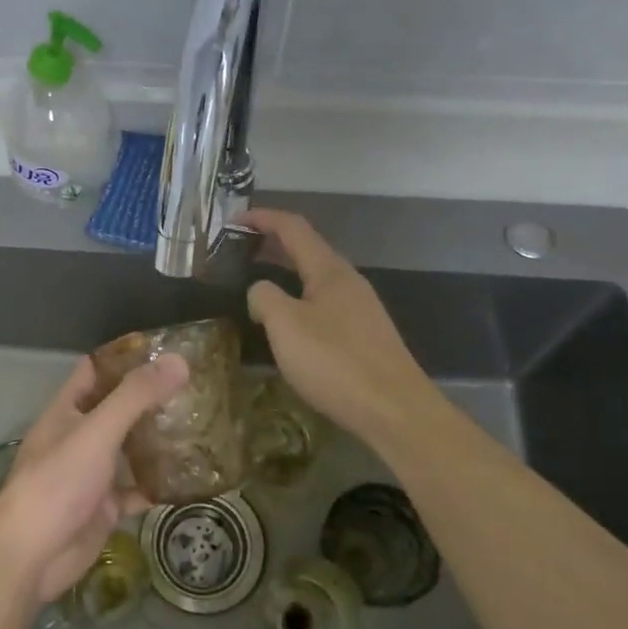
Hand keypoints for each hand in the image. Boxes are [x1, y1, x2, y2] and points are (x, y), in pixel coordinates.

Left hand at [0, 353, 188, 603]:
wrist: (31, 555)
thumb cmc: (58, 482)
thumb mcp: (97, 431)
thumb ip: (136, 396)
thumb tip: (179, 361)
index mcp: (68, 410)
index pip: (96, 370)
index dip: (125, 357)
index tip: (166, 350)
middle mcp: (79, 436)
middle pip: (116, 408)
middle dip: (149, 399)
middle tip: (194, 387)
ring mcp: (92, 473)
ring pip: (128, 449)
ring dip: (156, 440)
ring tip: (198, 424)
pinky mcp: (104, 508)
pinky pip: (136, 490)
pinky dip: (157, 484)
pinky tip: (188, 478)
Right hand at [240, 208, 440, 448]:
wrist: (395, 411)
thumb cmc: (335, 362)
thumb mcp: (285, 325)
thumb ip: (264, 297)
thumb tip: (260, 291)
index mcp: (329, 270)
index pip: (293, 227)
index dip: (262, 218)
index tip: (232, 221)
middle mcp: (348, 281)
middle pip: (306, 249)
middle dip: (271, 244)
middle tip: (237, 251)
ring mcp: (360, 308)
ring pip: (315, 278)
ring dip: (284, 272)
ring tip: (255, 284)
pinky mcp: (364, 335)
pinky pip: (323, 302)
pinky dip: (298, 297)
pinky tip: (287, 322)